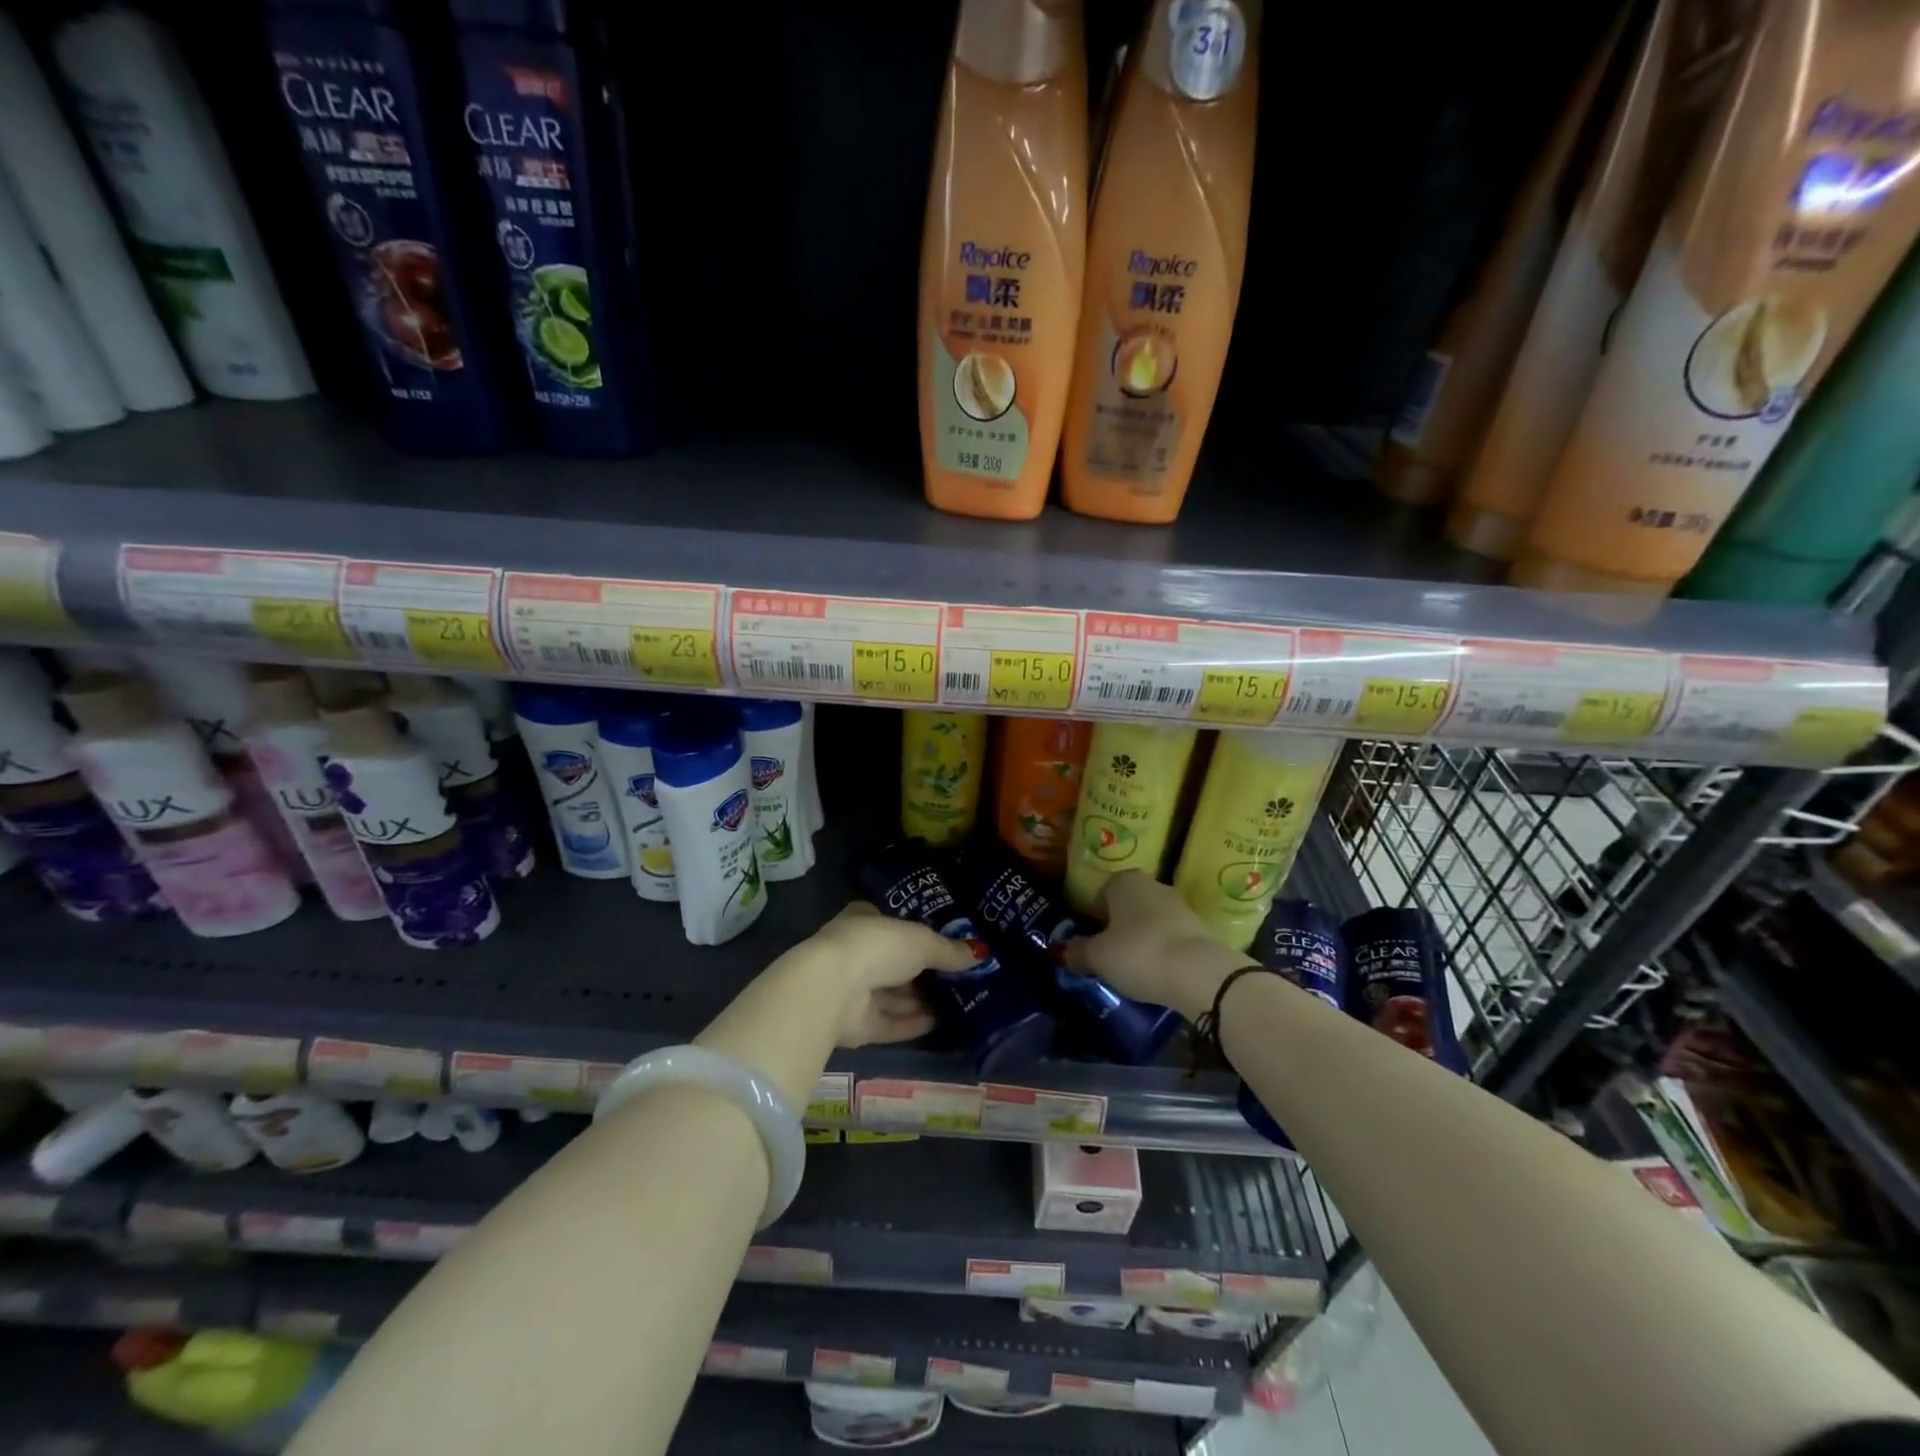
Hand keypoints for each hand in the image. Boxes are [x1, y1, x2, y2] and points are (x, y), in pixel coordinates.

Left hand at [792, 902, 981, 1048]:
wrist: (832, 989)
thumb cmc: (877, 946)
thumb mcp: (921, 941)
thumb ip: (949, 950)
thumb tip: (981, 953)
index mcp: (863, 921)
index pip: (893, 925)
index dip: (918, 934)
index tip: (947, 943)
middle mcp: (855, 953)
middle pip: (896, 964)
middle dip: (925, 972)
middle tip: (961, 977)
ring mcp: (853, 990)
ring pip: (893, 995)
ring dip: (922, 1000)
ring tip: (960, 1002)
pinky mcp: (855, 1025)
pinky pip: (890, 1023)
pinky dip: (913, 1023)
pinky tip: (941, 1023)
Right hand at [1063, 872, 1255, 1019]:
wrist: (1199, 973)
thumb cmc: (1138, 953)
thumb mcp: (1098, 957)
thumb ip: (1077, 952)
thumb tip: (1063, 952)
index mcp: (1123, 881)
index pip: (1098, 896)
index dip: (1091, 921)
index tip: (1089, 946)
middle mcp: (1151, 884)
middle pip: (1124, 907)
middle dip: (1116, 929)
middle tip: (1108, 958)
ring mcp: (1178, 904)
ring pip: (1147, 921)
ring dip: (1139, 940)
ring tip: (1133, 969)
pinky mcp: (1198, 926)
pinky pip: (1168, 936)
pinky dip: (1160, 950)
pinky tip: (1157, 972)